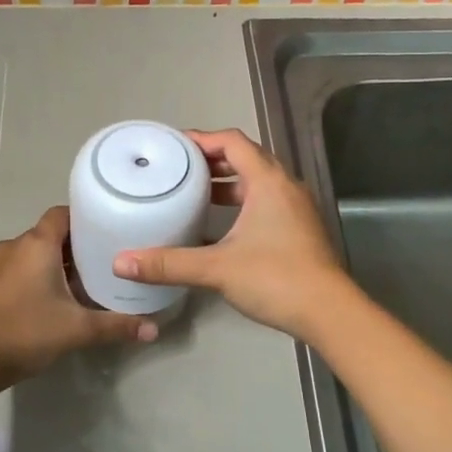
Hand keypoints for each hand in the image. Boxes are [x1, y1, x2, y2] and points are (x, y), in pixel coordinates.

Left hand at [0, 206, 156, 388]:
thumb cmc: (25, 332)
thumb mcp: (77, 330)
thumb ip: (116, 326)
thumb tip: (154, 329)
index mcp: (36, 245)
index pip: (63, 214)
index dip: (86, 217)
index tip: (109, 229)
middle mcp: (15, 246)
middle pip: (51, 233)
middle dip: (77, 245)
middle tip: (105, 259)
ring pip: (35, 252)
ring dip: (57, 262)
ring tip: (85, 281)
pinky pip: (21, 267)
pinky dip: (39, 274)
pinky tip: (55, 298)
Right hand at [114, 128, 349, 339]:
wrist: (329, 312)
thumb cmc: (276, 278)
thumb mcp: (217, 269)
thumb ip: (169, 264)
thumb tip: (122, 262)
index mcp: (268, 182)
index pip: (232, 142)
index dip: (202, 139)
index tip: (173, 146)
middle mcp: (285, 187)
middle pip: (246, 158)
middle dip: (212, 159)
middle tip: (178, 168)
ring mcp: (295, 208)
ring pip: (257, 182)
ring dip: (227, 182)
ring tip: (194, 193)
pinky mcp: (299, 229)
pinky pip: (265, 202)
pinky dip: (241, 204)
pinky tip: (218, 226)